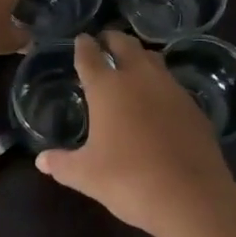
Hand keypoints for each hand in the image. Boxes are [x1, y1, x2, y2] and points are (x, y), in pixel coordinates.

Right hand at [35, 31, 235, 236]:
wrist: (191, 196)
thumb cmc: (128, 180)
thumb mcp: (86, 175)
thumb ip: (62, 164)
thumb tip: (41, 160)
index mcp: (107, 87)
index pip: (90, 55)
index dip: (83, 46)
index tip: (81, 39)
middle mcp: (139, 78)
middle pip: (125, 45)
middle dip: (112, 40)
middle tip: (105, 42)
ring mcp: (171, 89)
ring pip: (153, 59)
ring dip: (140, 56)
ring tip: (132, 64)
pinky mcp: (194, 106)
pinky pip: (172, 84)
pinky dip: (160, 84)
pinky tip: (158, 100)